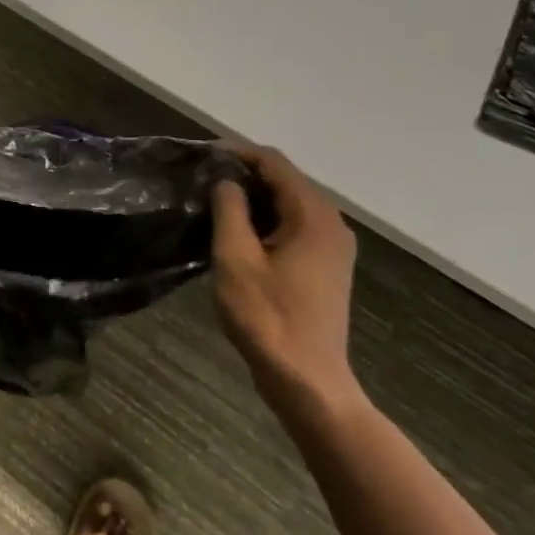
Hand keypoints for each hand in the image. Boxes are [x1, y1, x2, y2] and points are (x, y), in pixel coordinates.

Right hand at [211, 147, 361, 417]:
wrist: (307, 381)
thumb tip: (227, 181)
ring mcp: (333, 246)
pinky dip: (267, 221)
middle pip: (285, 180)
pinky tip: (238, 233)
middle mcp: (331, 223)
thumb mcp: (235, 258)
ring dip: (254, 199)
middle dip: (244, 175)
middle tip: (202, 181)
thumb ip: (230, 210)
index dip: (237, 153)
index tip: (201, 156)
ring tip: (212, 204)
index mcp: (313, 215)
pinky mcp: (327, 266)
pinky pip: (295, 227)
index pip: (274, 163)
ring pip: (289, 204)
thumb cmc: (267, 317)